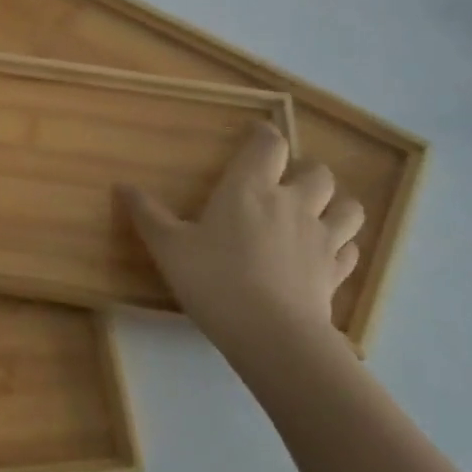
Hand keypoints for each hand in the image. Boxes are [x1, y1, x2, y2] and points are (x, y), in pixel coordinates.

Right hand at [119, 122, 363, 359]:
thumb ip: (147, 214)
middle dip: (304, 169)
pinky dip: (341, 245)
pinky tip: (325, 252)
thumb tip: (122, 186)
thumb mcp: (168, 247)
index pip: (269, 144)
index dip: (264, 134)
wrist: (272, 337)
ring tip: (316, 211)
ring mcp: (321, 239)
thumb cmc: (215, 280)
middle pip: (317, 171)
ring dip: (334, 203)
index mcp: (249, 188)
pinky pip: (350, 249)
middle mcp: (291, 204)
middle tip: (284, 180)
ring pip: (347, 207)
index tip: (254, 134)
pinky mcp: (336, 273)